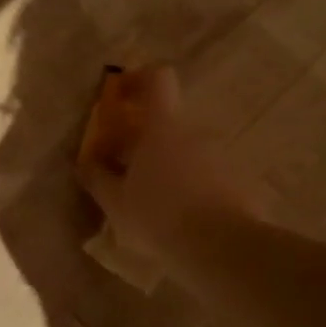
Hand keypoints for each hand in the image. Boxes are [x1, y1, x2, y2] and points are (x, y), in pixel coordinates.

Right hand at [76, 65, 261, 262]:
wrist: (222, 248)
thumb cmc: (158, 215)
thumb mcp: (115, 201)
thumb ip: (97, 176)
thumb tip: (87, 161)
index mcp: (162, 127)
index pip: (157, 78)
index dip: (139, 79)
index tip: (122, 96)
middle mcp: (195, 132)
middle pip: (167, 121)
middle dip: (144, 138)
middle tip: (124, 168)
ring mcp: (221, 156)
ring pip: (186, 151)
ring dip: (167, 166)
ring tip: (151, 201)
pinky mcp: (238, 182)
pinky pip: (206, 176)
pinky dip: (189, 188)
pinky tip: (178, 218)